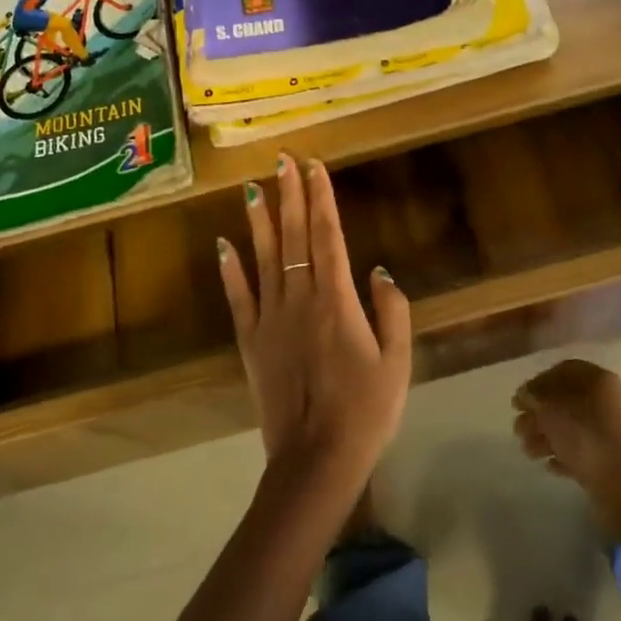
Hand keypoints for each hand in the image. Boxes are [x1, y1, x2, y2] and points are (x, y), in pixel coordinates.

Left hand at [218, 154, 411, 489]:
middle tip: (282, 160)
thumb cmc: (366, 411)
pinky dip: (230, 270)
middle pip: (293, 237)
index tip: (314, 167)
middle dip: (290, 195)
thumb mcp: (398, 361)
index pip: (327, 236)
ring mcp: (270, 319)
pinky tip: (223, 244)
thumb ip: (392, 309)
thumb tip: (377, 269)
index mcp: (337, 300)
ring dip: (259, 220)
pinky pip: (238, 298)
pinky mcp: (250, 342)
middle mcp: (300, 299)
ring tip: (252, 188)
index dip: (321, 198)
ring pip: (264, 258)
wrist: (317, 460)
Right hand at [512, 359, 620, 517]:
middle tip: (518, 430)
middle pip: (564, 401)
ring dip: (545, 436)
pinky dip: (563, 455)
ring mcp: (611, 432)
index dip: (538, 382)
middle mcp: (607, 401)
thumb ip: (534, 397)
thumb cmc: (586, 439)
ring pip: (571, 427)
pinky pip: (582, 451)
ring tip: (528, 451)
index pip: (563, 370)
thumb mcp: (551, 410)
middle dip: (538, 414)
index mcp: (597, 381)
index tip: (520, 400)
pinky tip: (549, 465)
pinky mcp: (612, 460)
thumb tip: (526, 395)